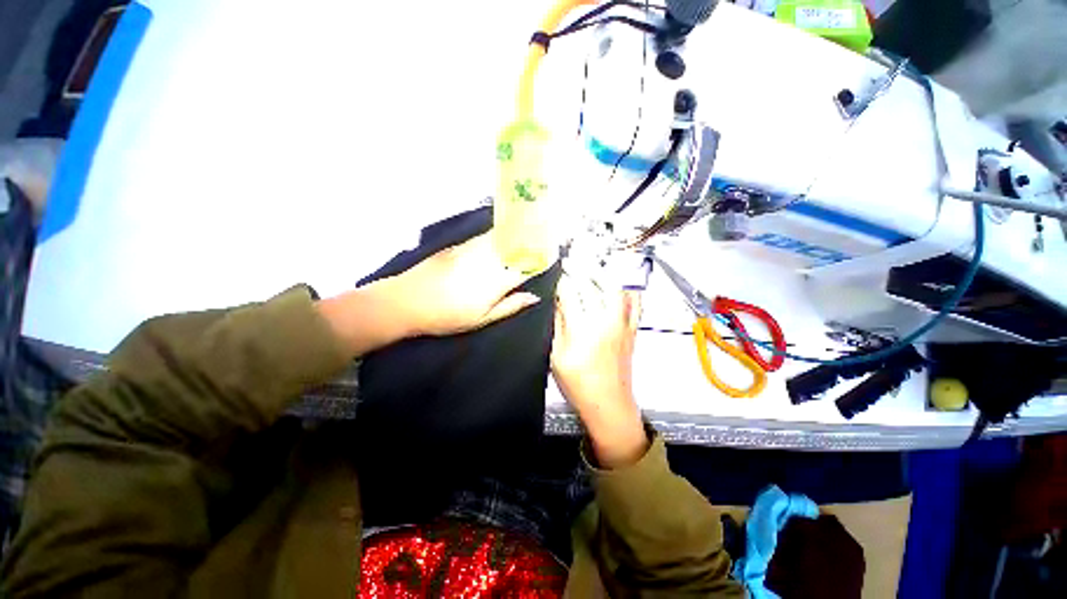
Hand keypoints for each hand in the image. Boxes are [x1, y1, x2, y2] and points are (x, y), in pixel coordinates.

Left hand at [383, 232, 540, 336]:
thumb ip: (510, 306)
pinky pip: (484, 237)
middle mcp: (488, 260)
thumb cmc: (448, 317)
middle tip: (544, 238)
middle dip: (532, 241)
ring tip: (528, 232)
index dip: (540, 259)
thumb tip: (534, 297)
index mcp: (497, 281)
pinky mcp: (459, 245)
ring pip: (501, 238)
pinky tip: (501, 235)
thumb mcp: (482, 319)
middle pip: (515, 246)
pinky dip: (497, 234)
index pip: (526, 266)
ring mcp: (472, 249)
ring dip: (516, 235)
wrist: (407, 301)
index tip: (551, 255)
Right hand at [551, 273, 646, 467]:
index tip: (558, 276)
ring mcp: (622, 324)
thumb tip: (558, 303)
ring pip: (615, 288)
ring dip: (603, 274)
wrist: (610, 404)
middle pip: (594, 285)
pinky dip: (627, 288)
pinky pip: (634, 302)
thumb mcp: (556, 356)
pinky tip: (619, 283)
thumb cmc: (580, 385)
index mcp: (583, 329)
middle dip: (581, 270)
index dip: (563, 281)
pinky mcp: (632, 330)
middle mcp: (605, 321)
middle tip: (572, 264)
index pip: (571, 293)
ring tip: (592, 267)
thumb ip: (558, 325)